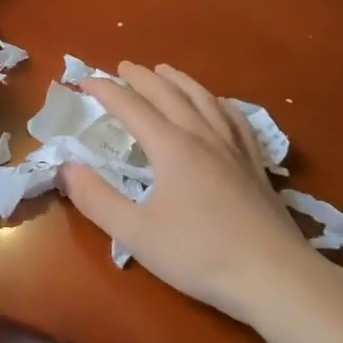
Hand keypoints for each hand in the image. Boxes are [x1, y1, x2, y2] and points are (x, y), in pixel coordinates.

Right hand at [61, 63, 329, 326]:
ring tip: (165, 71)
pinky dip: (219, 103)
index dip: (107, 91)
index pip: (132, 108)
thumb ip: (97, 199)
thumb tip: (67, 168)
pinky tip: (218, 104)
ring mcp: (234, 148)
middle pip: (169, 95)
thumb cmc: (200, 255)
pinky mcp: (255, 165)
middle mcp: (203, 137)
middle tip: (122, 67)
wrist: (274, 276)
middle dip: (142, 78)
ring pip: (204, 100)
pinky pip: (235, 119)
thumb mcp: (136, 234)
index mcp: (172, 148)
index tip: (85, 81)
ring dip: (180, 81)